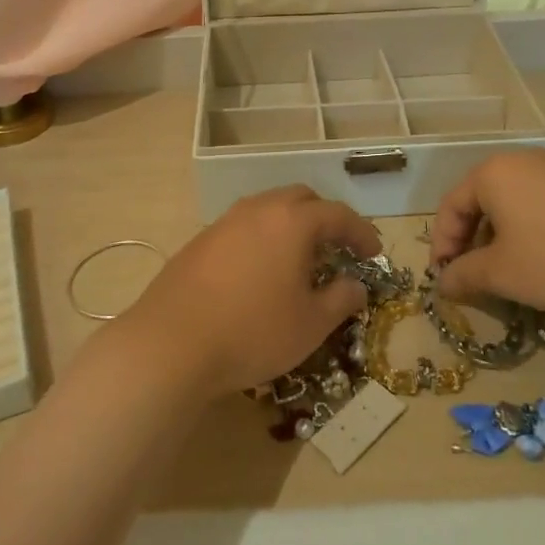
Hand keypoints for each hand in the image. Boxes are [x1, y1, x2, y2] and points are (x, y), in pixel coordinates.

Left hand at [115, 185, 380, 400]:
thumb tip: (356, 285)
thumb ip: (341, 299)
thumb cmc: (253, 332)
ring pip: (267, 210)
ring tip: (298, 260)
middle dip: (324, 219)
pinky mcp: (199, 242)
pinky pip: (242, 228)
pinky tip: (259, 272)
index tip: (373, 253)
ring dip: (290, 227)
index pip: (338, 214)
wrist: (171, 344)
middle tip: (336, 249)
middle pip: (300, 200)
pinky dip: (262, 239)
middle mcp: (258, 210)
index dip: (361, 232)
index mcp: (292, 221)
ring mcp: (224, 222)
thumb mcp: (310, 324)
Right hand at [429, 151, 544, 314]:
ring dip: (498, 236)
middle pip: (479, 200)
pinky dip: (527, 229)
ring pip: (510, 202)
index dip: (442, 244)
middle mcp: (520, 161)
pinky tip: (540, 258)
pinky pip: (539, 203)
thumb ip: (463, 275)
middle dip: (469, 239)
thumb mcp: (501, 273)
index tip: (444, 278)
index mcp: (492, 173)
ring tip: (504, 270)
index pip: (451, 206)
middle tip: (470, 275)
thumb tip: (443, 284)